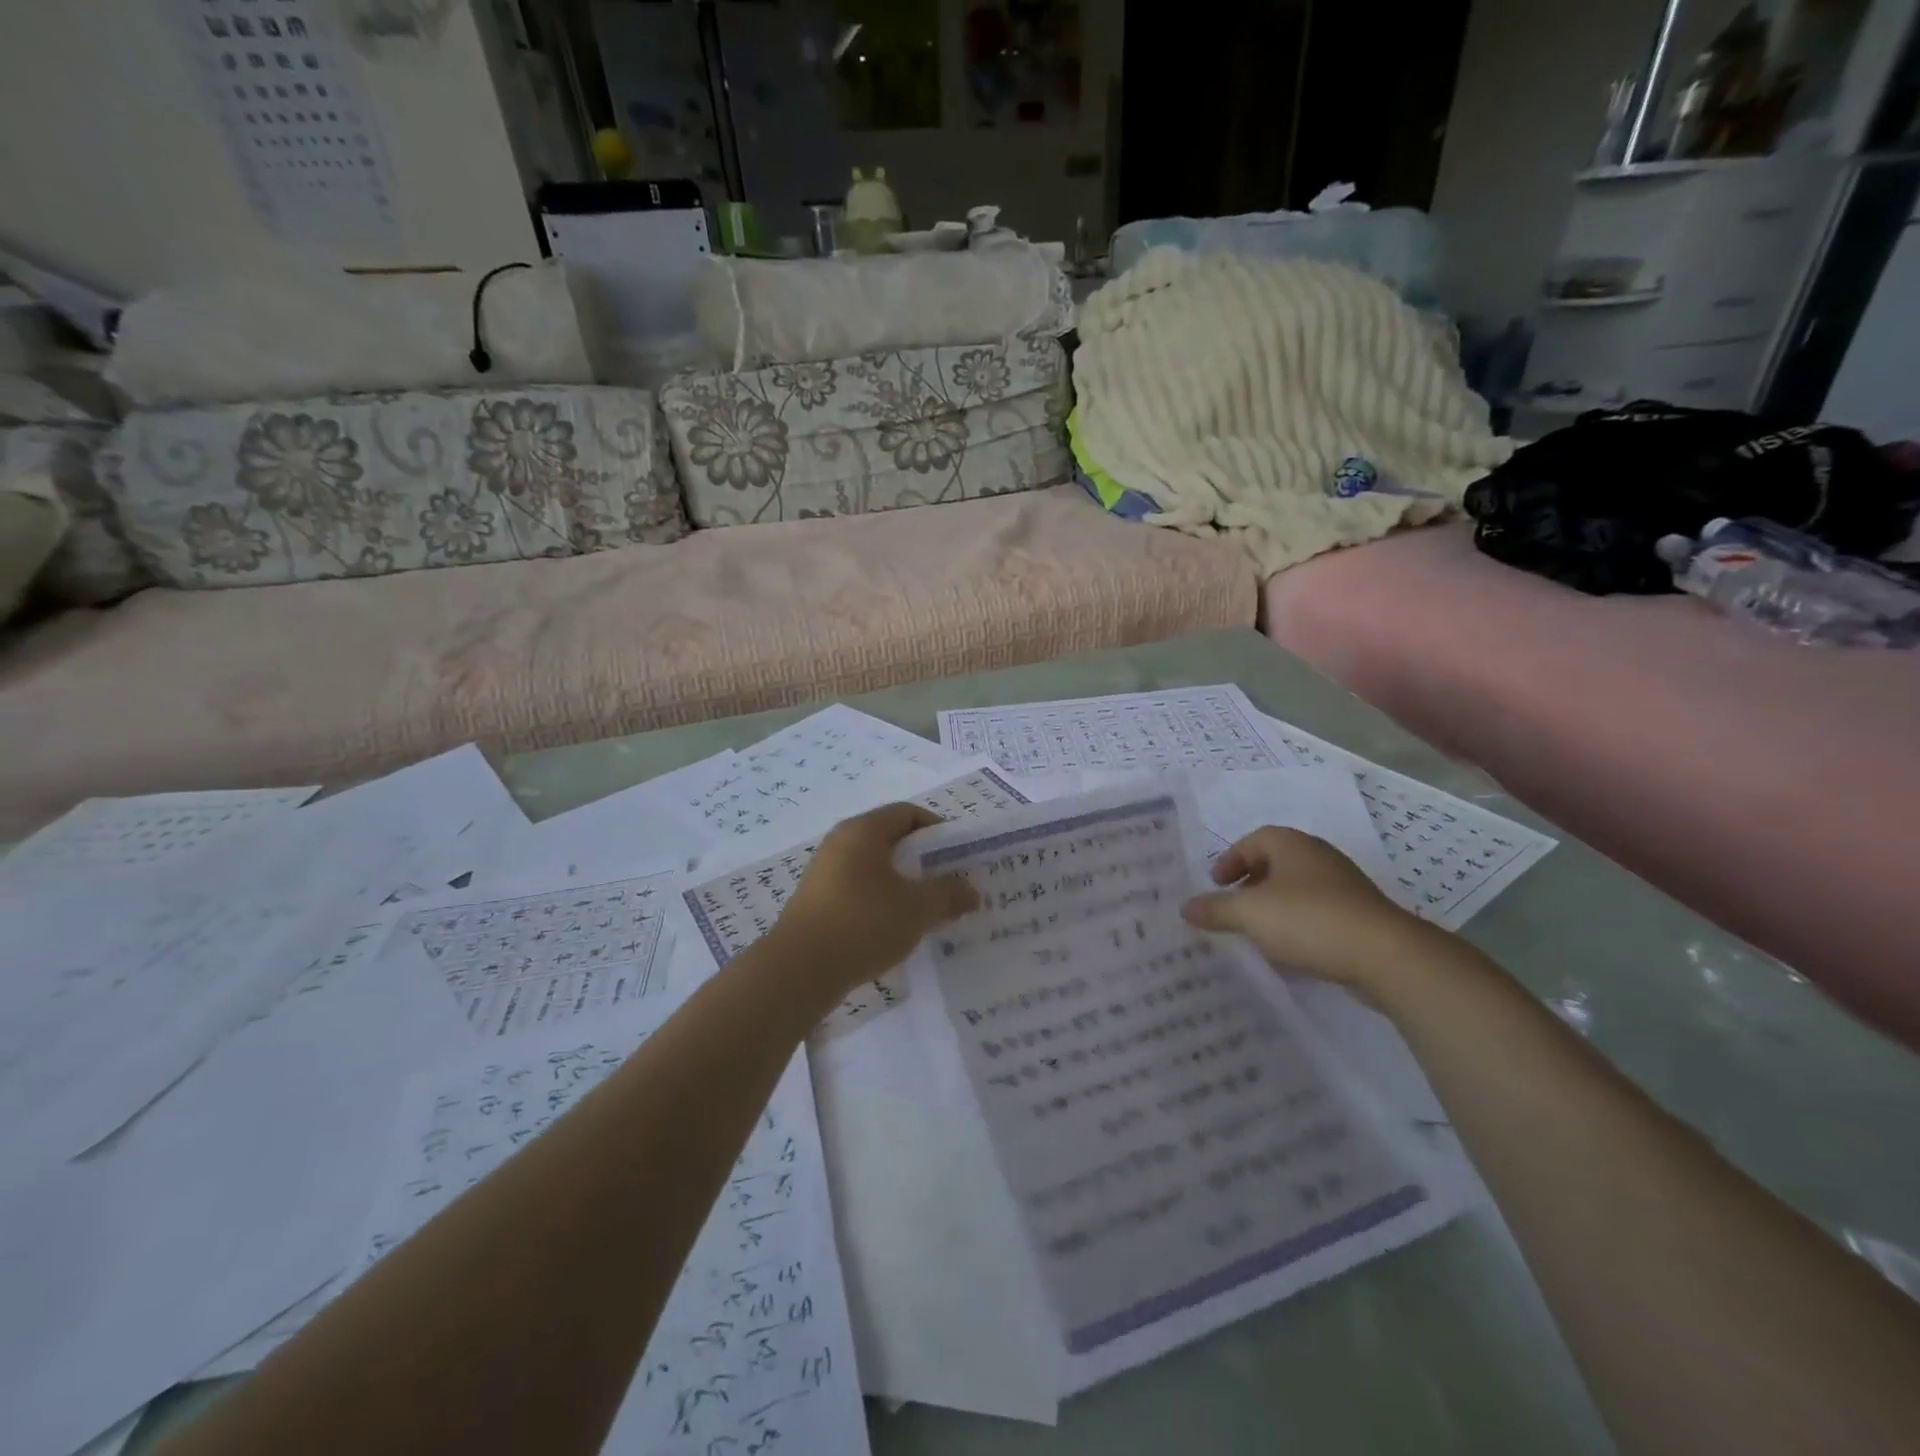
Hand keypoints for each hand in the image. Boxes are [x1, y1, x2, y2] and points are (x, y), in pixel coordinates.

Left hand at [773, 803, 979, 995]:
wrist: (801, 969)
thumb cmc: (864, 923)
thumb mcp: (917, 909)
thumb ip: (949, 895)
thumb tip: (971, 892)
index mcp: (863, 831)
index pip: (907, 813)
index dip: (937, 829)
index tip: (958, 856)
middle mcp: (840, 842)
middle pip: (890, 839)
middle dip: (922, 860)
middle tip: (947, 884)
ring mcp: (824, 872)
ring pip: (874, 867)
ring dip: (902, 883)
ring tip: (926, 909)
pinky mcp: (817, 900)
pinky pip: (858, 888)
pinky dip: (881, 900)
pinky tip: (895, 927)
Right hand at [1181, 827, 1431, 989]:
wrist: (1384, 955)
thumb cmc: (1308, 920)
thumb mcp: (1249, 914)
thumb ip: (1215, 909)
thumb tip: (1185, 907)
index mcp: (1291, 845)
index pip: (1253, 840)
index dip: (1230, 860)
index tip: (1215, 885)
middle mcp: (1318, 857)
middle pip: (1275, 863)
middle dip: (1250, 883)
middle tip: (1231, 906)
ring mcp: (1343, 887)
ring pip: (1297, 889)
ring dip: (1274, 906)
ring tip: (1256, 931)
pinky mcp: (1360, 916)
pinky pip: (1318, 913)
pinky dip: (1298, 925)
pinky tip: (1289, 951)